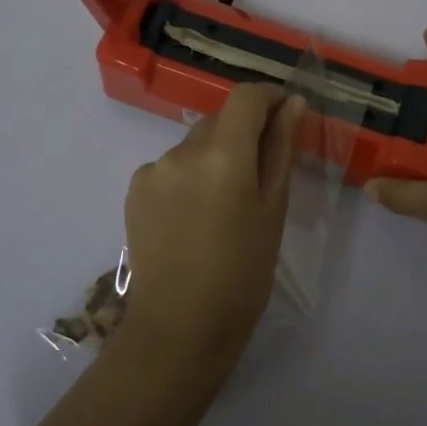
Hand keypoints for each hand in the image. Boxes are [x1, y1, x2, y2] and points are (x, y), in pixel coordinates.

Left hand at [121, 84, 305, 366]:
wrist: (178, 329)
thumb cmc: (242, 274)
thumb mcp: (273, 210)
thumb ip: (281, 149)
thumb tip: (293, 103)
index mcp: (223, 154)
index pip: (246, 96)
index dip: (268, 97)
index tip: (285, 115)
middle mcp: (182, 150)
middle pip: (220, 119)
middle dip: (244, 132)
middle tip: (262, 173)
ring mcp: (153, 169)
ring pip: (195, 144)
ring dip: (215, 156)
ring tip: (225, 205)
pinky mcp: (134, 189)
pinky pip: (171, 166)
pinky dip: (188, 176)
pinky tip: (194, 216)